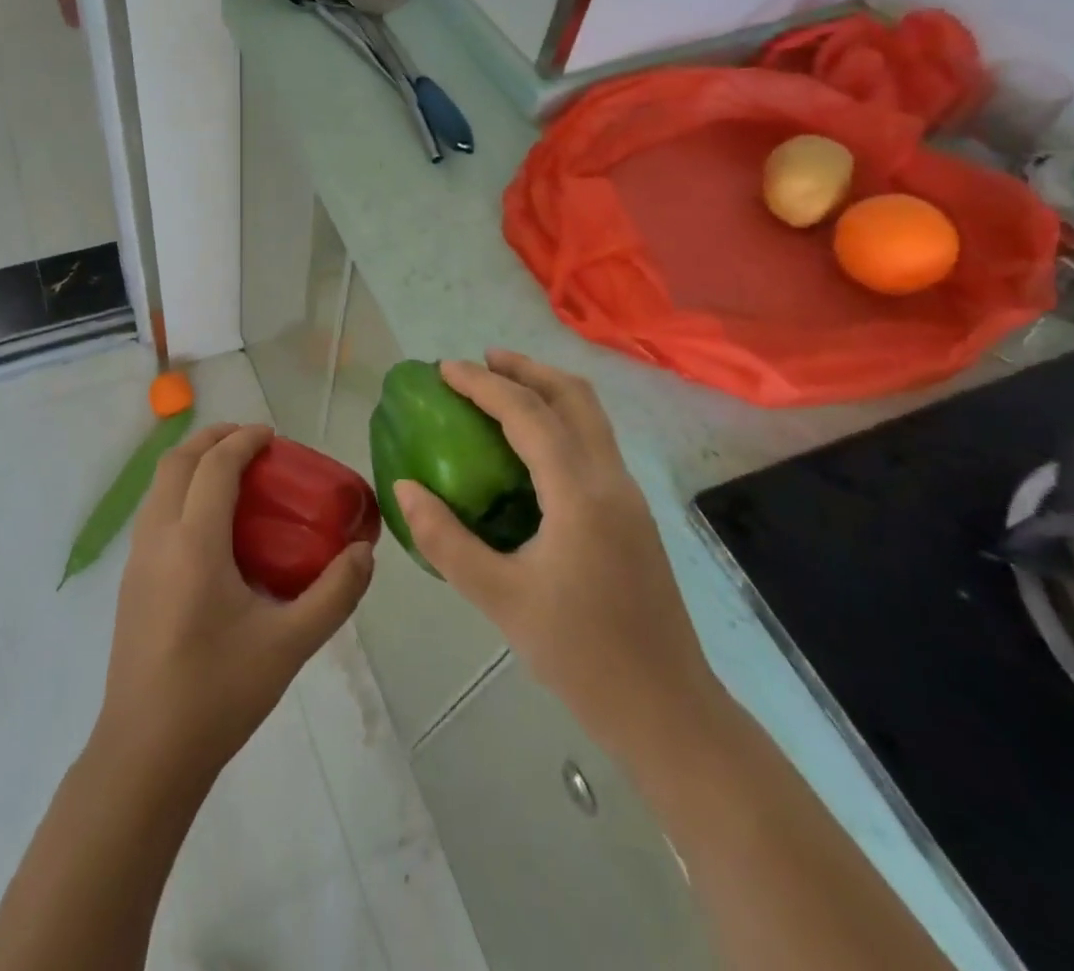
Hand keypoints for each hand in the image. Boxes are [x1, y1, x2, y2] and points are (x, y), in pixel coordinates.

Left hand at [95, 424, 374, 778]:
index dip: (243, 441)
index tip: (272, 437)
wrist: (145, 753)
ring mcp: (137, 558)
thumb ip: (333, 594)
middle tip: (251, 444)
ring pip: (159, 485)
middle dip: (213, 439)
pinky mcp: (130, 580)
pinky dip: (180, 491)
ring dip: (192, 463)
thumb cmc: (219, 693)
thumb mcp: (289, 645)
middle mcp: (158, 537)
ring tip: (231, 475)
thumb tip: (363, 554)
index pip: (215, 466)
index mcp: (194, 543)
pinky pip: (153, 511)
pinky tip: (209, 526)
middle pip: (178, 461)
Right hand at [395, 351, 724, 759]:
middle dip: (524, 369)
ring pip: (590, 416)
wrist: (668, 712)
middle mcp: (611, 480)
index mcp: (580, 494)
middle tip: (479, 362)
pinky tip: (529, 447)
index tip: (444, 369)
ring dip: (546, 390)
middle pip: (573, 396)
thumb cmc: (580, 656)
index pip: (528, 414)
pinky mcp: (632, 515)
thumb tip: (405, 487)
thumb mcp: (498, 599)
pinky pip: (594, 443)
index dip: (482, 384)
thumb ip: (444, 539)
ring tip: (501, 389)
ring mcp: (629, 496)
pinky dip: (559, 420)